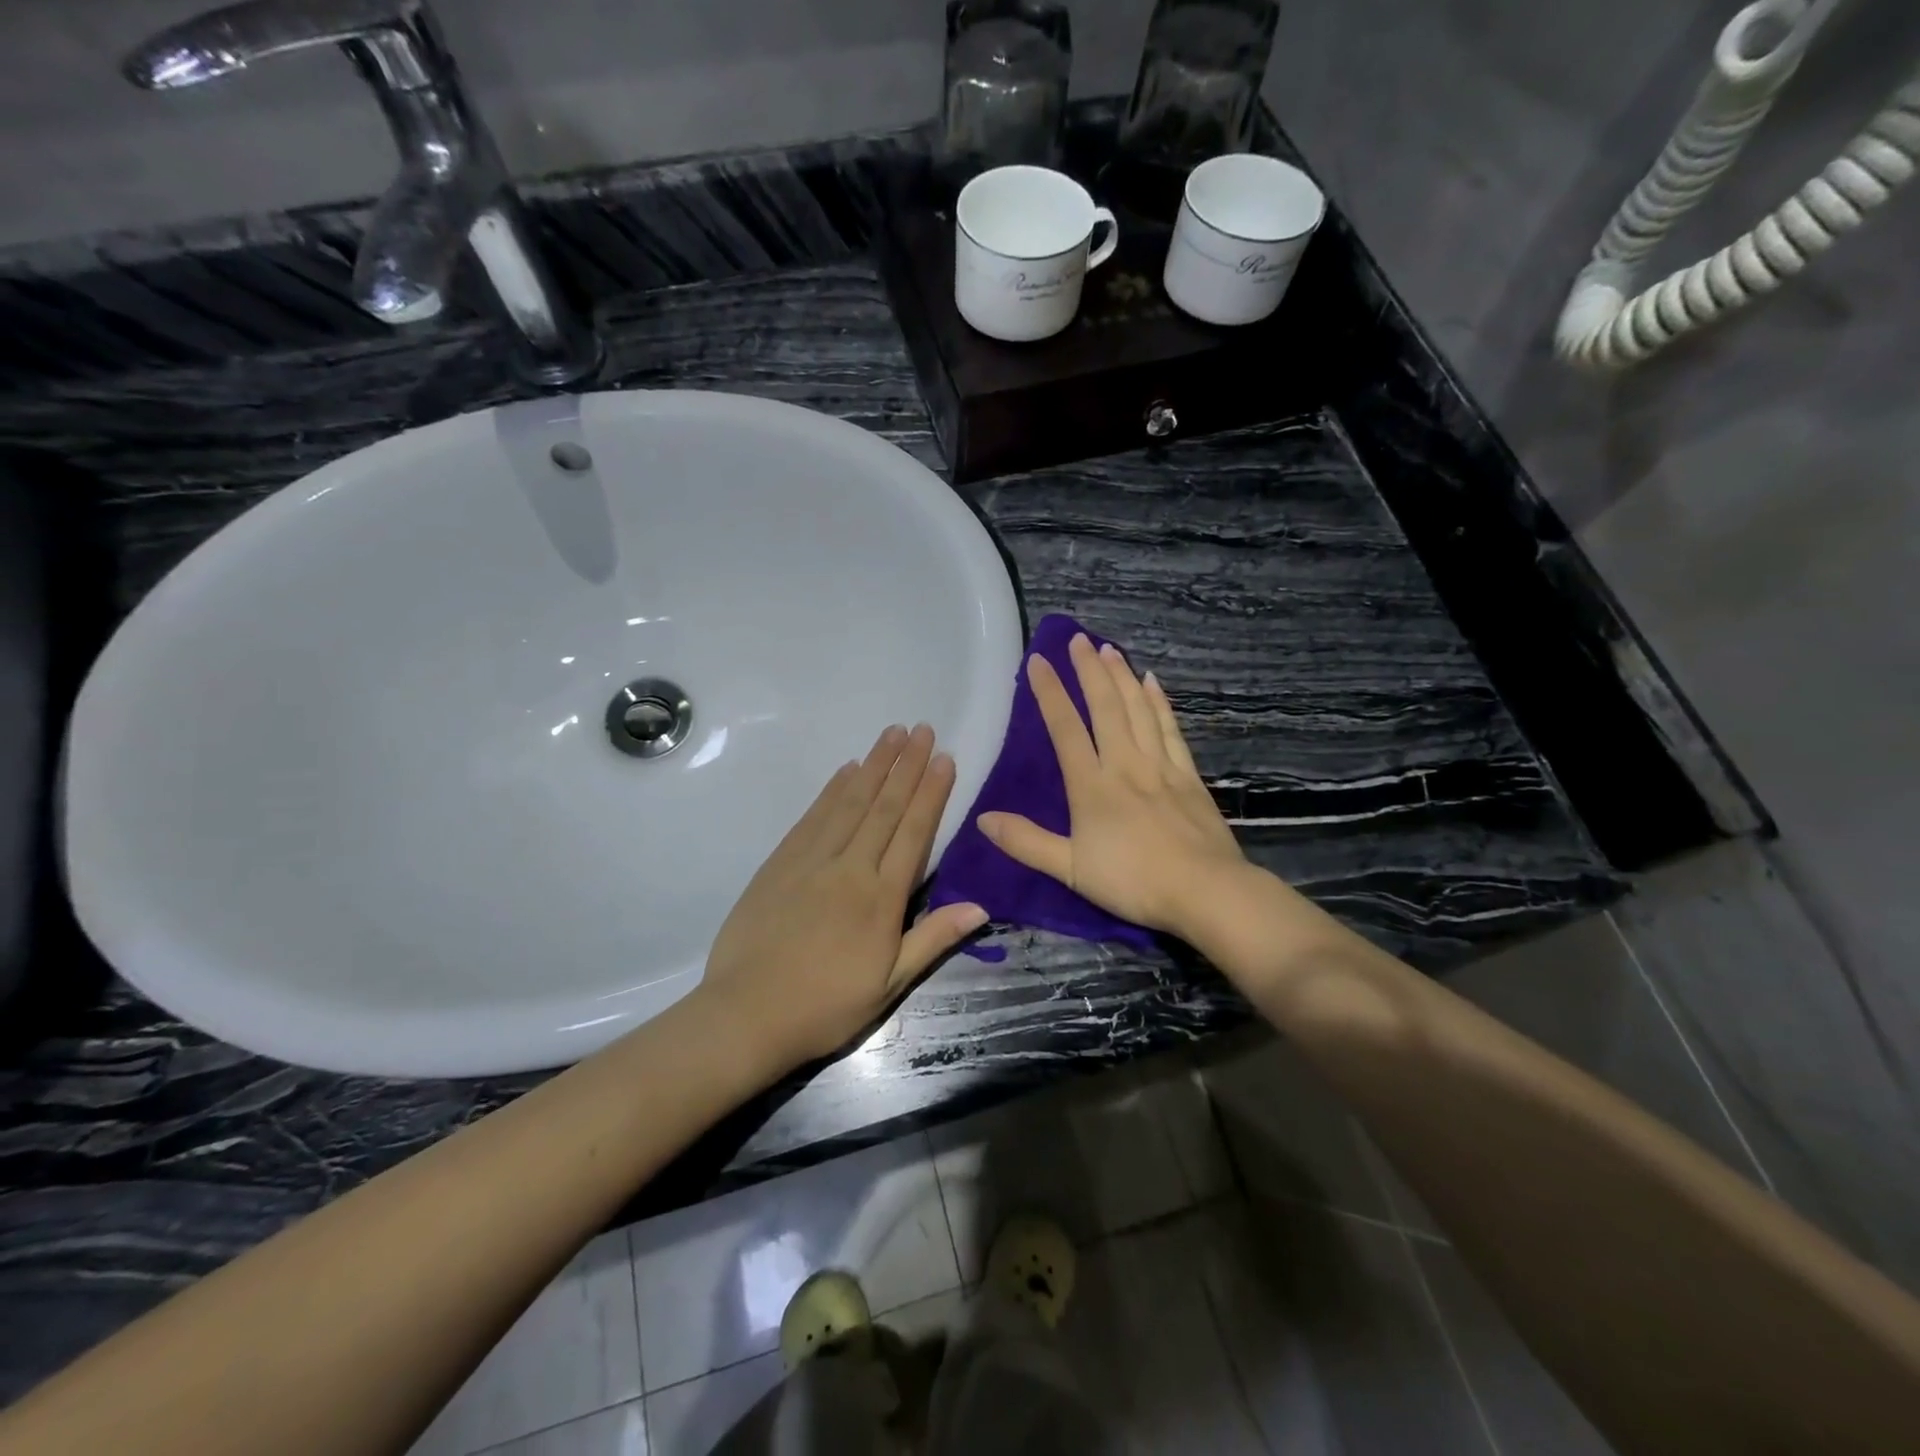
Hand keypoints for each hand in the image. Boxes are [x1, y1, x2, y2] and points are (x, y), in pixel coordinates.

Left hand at [697, 723, 986, 1073]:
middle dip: (906, 765)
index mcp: (881, 898)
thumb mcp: (889, 984)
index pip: (913, 832)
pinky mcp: (780, 862)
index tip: (944, 758)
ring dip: (873, 765)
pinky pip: (813, 816)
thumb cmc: (825, 1005)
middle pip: (884, 807)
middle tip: (922, 729)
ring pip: (849, 802)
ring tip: (891, 734)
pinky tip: (846, 769)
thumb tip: (980, 906)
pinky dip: (832, 789)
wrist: (746, 1014)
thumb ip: (932, 939)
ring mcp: (811, 860)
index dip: (931, 793)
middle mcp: (850, 868)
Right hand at [978, 633, 1246, 941]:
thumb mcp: (1070, 869)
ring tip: (1108, 649)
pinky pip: (1170, 729)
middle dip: (1088, 671)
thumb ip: (1026, 842)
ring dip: (1121, 677)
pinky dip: (1158, 703)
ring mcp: (1160, 767)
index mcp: (1092, 786)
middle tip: (1077, 639)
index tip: (1037, 660)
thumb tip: (983, 818)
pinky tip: (1151, 683)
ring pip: (1138, 710)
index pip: (1065, 728)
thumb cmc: (1133, 882)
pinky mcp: (1188, 776)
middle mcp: (1125, 765)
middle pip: (1105, 707)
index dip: (1049, 693)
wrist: (1204, 892)